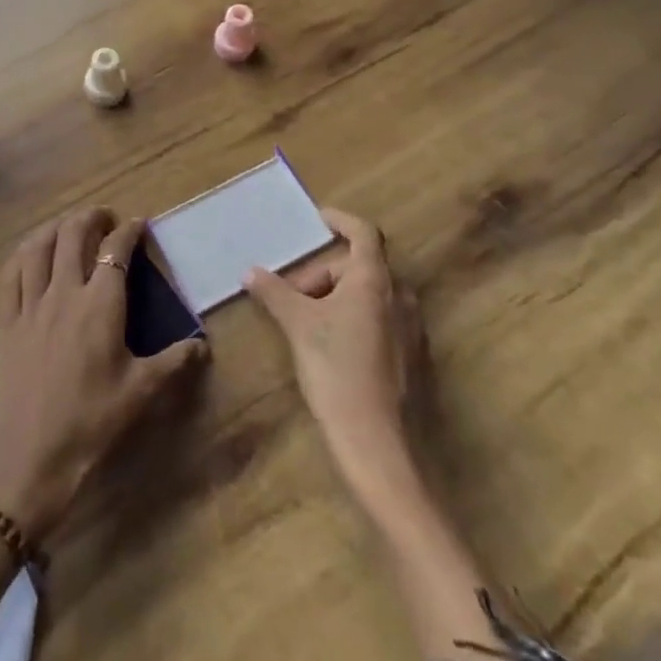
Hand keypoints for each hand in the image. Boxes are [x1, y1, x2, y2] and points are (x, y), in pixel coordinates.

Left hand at [0, 208, 208, 542]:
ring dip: (56, 227)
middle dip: (91, 217)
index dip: (129, 230)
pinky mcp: (5, 322)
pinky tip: (30, 255)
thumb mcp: (140, 394)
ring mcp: (29, 305)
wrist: (25, 461)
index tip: (139, 224)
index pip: (116, 250)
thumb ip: (174, 362)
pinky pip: (10, 274)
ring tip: (69, 226)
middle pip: (73, 234)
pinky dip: (23, 254)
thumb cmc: (89, 425)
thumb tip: (204, 345)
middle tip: (105, 218)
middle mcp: (63, 292)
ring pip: (38, 246)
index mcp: (100, 305)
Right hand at [245, 208, 429, 502]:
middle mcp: (399, 296)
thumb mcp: (298, 325)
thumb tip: (250, 272)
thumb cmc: (336, 369)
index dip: (340, 221)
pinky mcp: (411, 356)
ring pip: (368, 295)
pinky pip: (379, 319)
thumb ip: (275, 292)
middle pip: (359, 267)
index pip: (363, 233)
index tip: (318, 220)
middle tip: (292, 293)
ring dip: (336, 296)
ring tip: (305, 320)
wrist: (376, 441)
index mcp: (374, 280)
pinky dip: (353, 317)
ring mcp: (410, 327)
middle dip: (323, 273)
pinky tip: (330, 345)